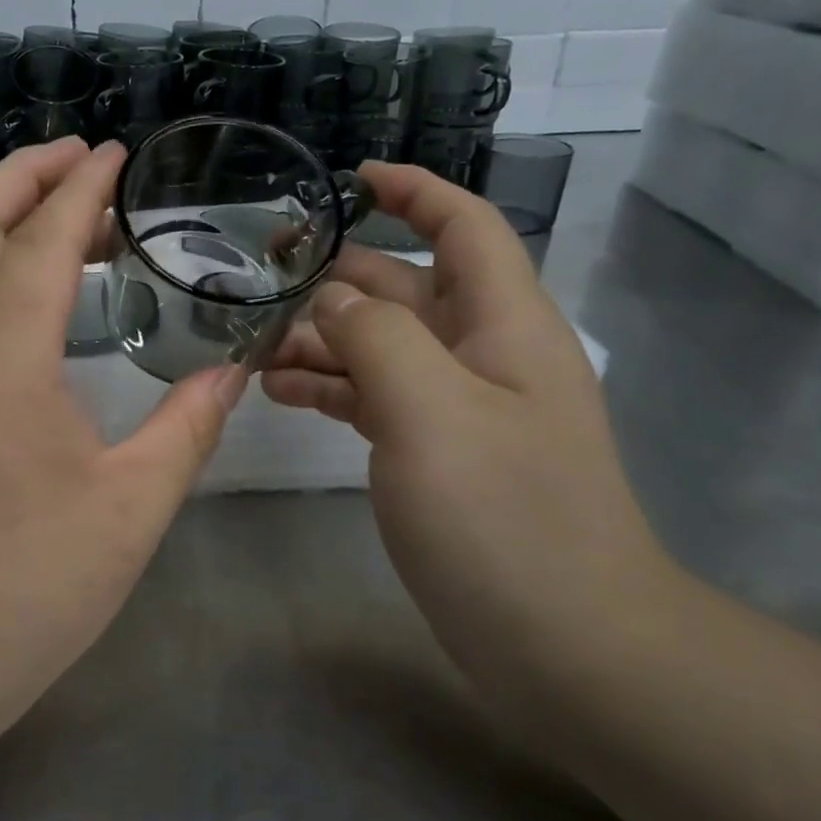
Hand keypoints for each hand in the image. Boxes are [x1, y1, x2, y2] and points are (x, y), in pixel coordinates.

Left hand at [0, 138, 246, 675]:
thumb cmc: (26, 585)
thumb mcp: (132, 509)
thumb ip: (188, 428)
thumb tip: (230, 372)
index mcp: (2, 362)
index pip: (40, 241)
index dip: (80, 188)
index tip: (116, 153)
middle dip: (21, 173)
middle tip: (82, 158)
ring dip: (3, 217)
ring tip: (69, 213)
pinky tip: (36, 290)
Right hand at [261, 163, 670, 693]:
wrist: (566, 642)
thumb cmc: (504, 516)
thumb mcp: (431, 409)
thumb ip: (376, 336)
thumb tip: (334, 297)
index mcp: (502, 324)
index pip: (463, 227)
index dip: (414, 190)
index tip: (352, 178)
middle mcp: (483, 354)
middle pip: (406, 288)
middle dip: (339, 273)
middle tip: (262, 272)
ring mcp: (459, 408)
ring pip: (382, 346)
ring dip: (323, 338)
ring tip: (255, 348)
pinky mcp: (437, 453)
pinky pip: (377, 397)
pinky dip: (332, 387)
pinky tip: (282, 393)